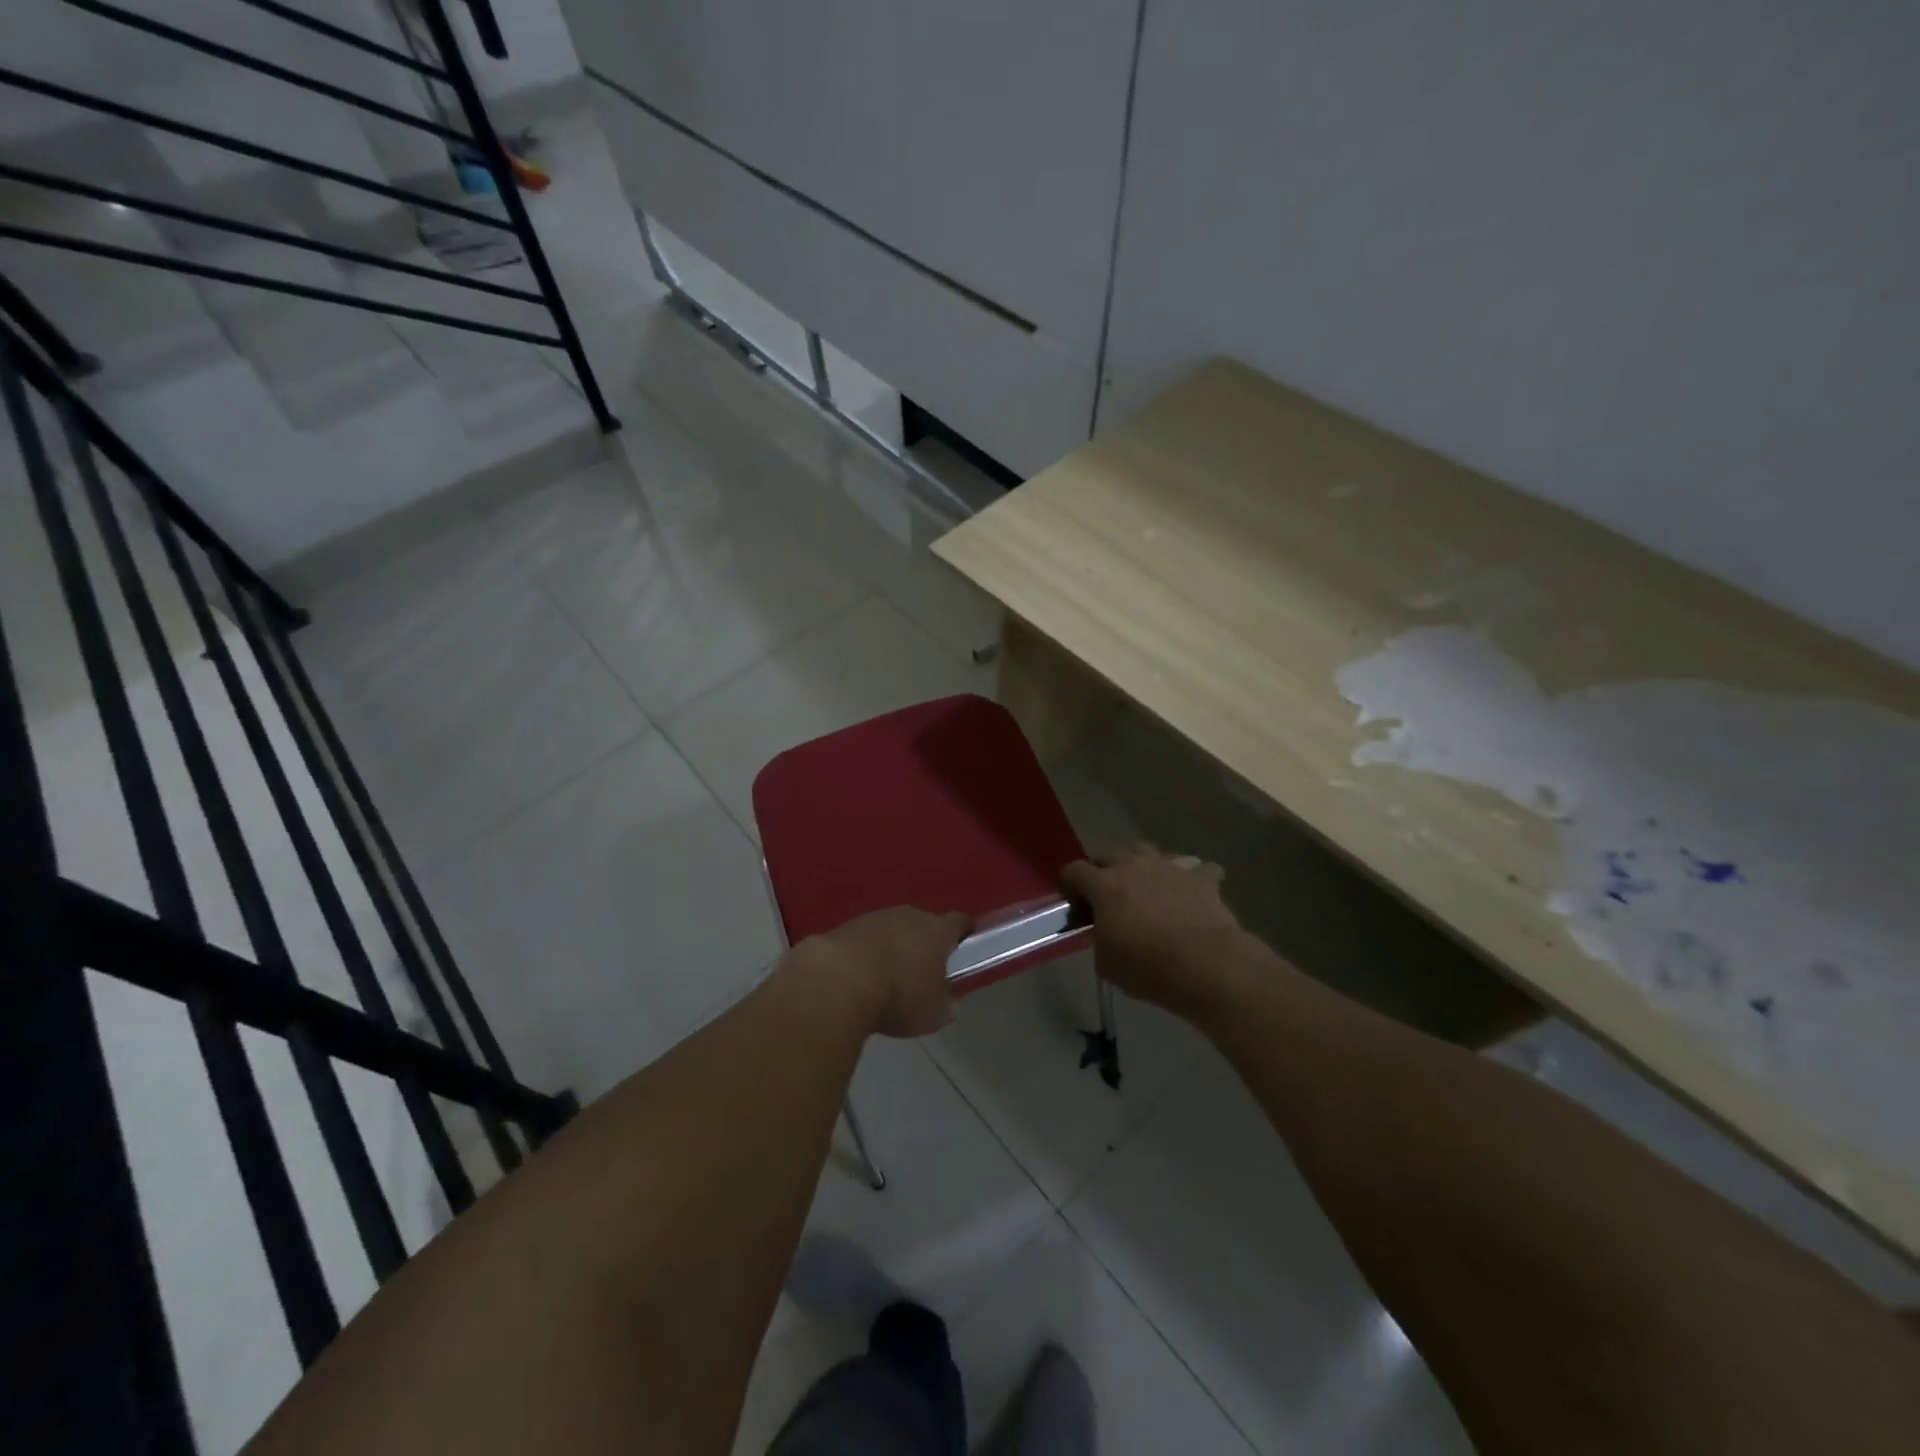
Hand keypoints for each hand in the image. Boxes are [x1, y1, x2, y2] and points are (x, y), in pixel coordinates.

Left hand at [796, 906, 969, 1037]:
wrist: (838, 981)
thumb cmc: (898, 997)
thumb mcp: (933, 1014)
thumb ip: (946, 1004)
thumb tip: (948, 1001)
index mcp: (938, 931)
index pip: (959, 922)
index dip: (963, 933)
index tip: (963, 947)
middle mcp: (909, 915)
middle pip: (923, 924)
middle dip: (923, 943)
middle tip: (920, 972)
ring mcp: (876, 917)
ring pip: (892, 930)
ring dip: (892, 948)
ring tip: (885, 978)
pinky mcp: (846, 926)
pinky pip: (865, 939)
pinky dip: (865, 953)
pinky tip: (858, 977)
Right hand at [1062, 845, 1254, 1019]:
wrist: (1206, 965)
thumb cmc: (1147, 967)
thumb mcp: (1106, 963)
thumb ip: (1099, 939)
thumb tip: (1104, 933)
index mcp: (1104, 885)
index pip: (1073, 871)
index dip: (1069, 885)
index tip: (1074, 902)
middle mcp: (1133, 866)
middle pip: (1108, 854)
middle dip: (1103, 870)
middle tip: (1107, 895)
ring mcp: (1169, 867)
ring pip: (1148, 850)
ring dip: (1142, 864)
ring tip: (1146, 886)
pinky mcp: (1201, 878)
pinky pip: (1197, 869)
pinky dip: (1192, 878)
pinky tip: (1192, 892)